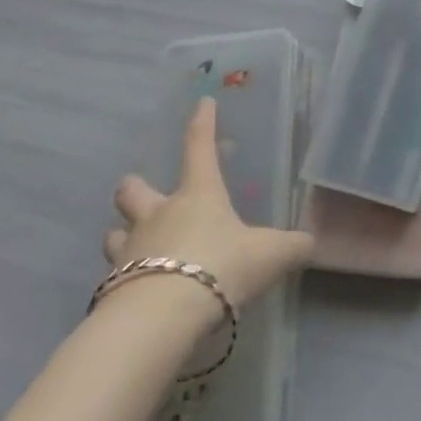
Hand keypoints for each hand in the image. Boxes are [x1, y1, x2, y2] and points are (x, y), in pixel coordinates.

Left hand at [105, 98, 313, 309]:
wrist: (161, 318)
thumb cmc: (220, 267)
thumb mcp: (270, 255)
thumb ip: (292, 246)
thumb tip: (309, 242)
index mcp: (198, 195)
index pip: (199, 147)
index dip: (202, 123)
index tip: (202, 103)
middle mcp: (159, 215)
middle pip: (132, 190)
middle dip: (134, 188)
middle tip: (142, 193)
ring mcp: (130, 251)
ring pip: (113, 234)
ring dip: (122, 236)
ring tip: (136, 248)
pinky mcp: (111, 288)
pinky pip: (113, 277)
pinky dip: (124, 281)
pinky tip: (139, 293)